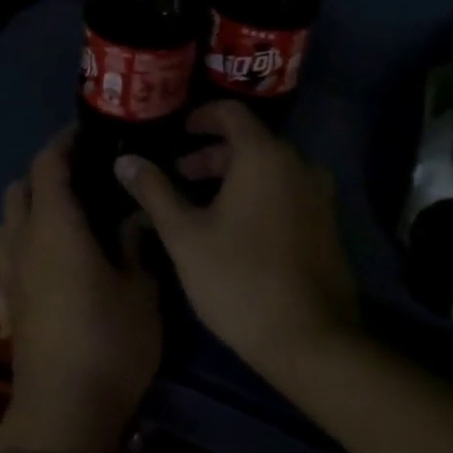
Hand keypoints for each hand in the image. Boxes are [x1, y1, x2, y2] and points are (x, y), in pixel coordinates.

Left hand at [0, 127, 161, 452]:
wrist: (65, 414)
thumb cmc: (110, 342)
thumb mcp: (141, 291)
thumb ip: (137, 244)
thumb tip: (134, 215)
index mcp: (56, 227)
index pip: (48, 165)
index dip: (64, 143)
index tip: (87, 132)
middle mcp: (24, 242)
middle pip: (19, 189)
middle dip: (45, 173)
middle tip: (82, 174)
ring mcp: (9, 276)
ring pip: (6, 222)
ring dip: (27, 207)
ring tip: (63, 214)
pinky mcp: (6, 306)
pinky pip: (2, 261)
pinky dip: (18, 248)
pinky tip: (40, 262)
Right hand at [114, 101, 358, 390]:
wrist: (311, 340)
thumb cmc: (239, 279)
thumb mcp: (185, 235)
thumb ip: (154, 191)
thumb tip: (125, 160)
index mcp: (265, 155)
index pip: (231, 112)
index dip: (200, 117)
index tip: (176, 134)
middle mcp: (298, 164)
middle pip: (250, 141)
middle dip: (211, 154)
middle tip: (179, 176)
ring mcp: (319, 194)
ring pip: (269, 168)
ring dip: (233, 176)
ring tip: (201, 205)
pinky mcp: (327, 224)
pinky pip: (286, 190)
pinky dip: (258, 194)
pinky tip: (235, 227)